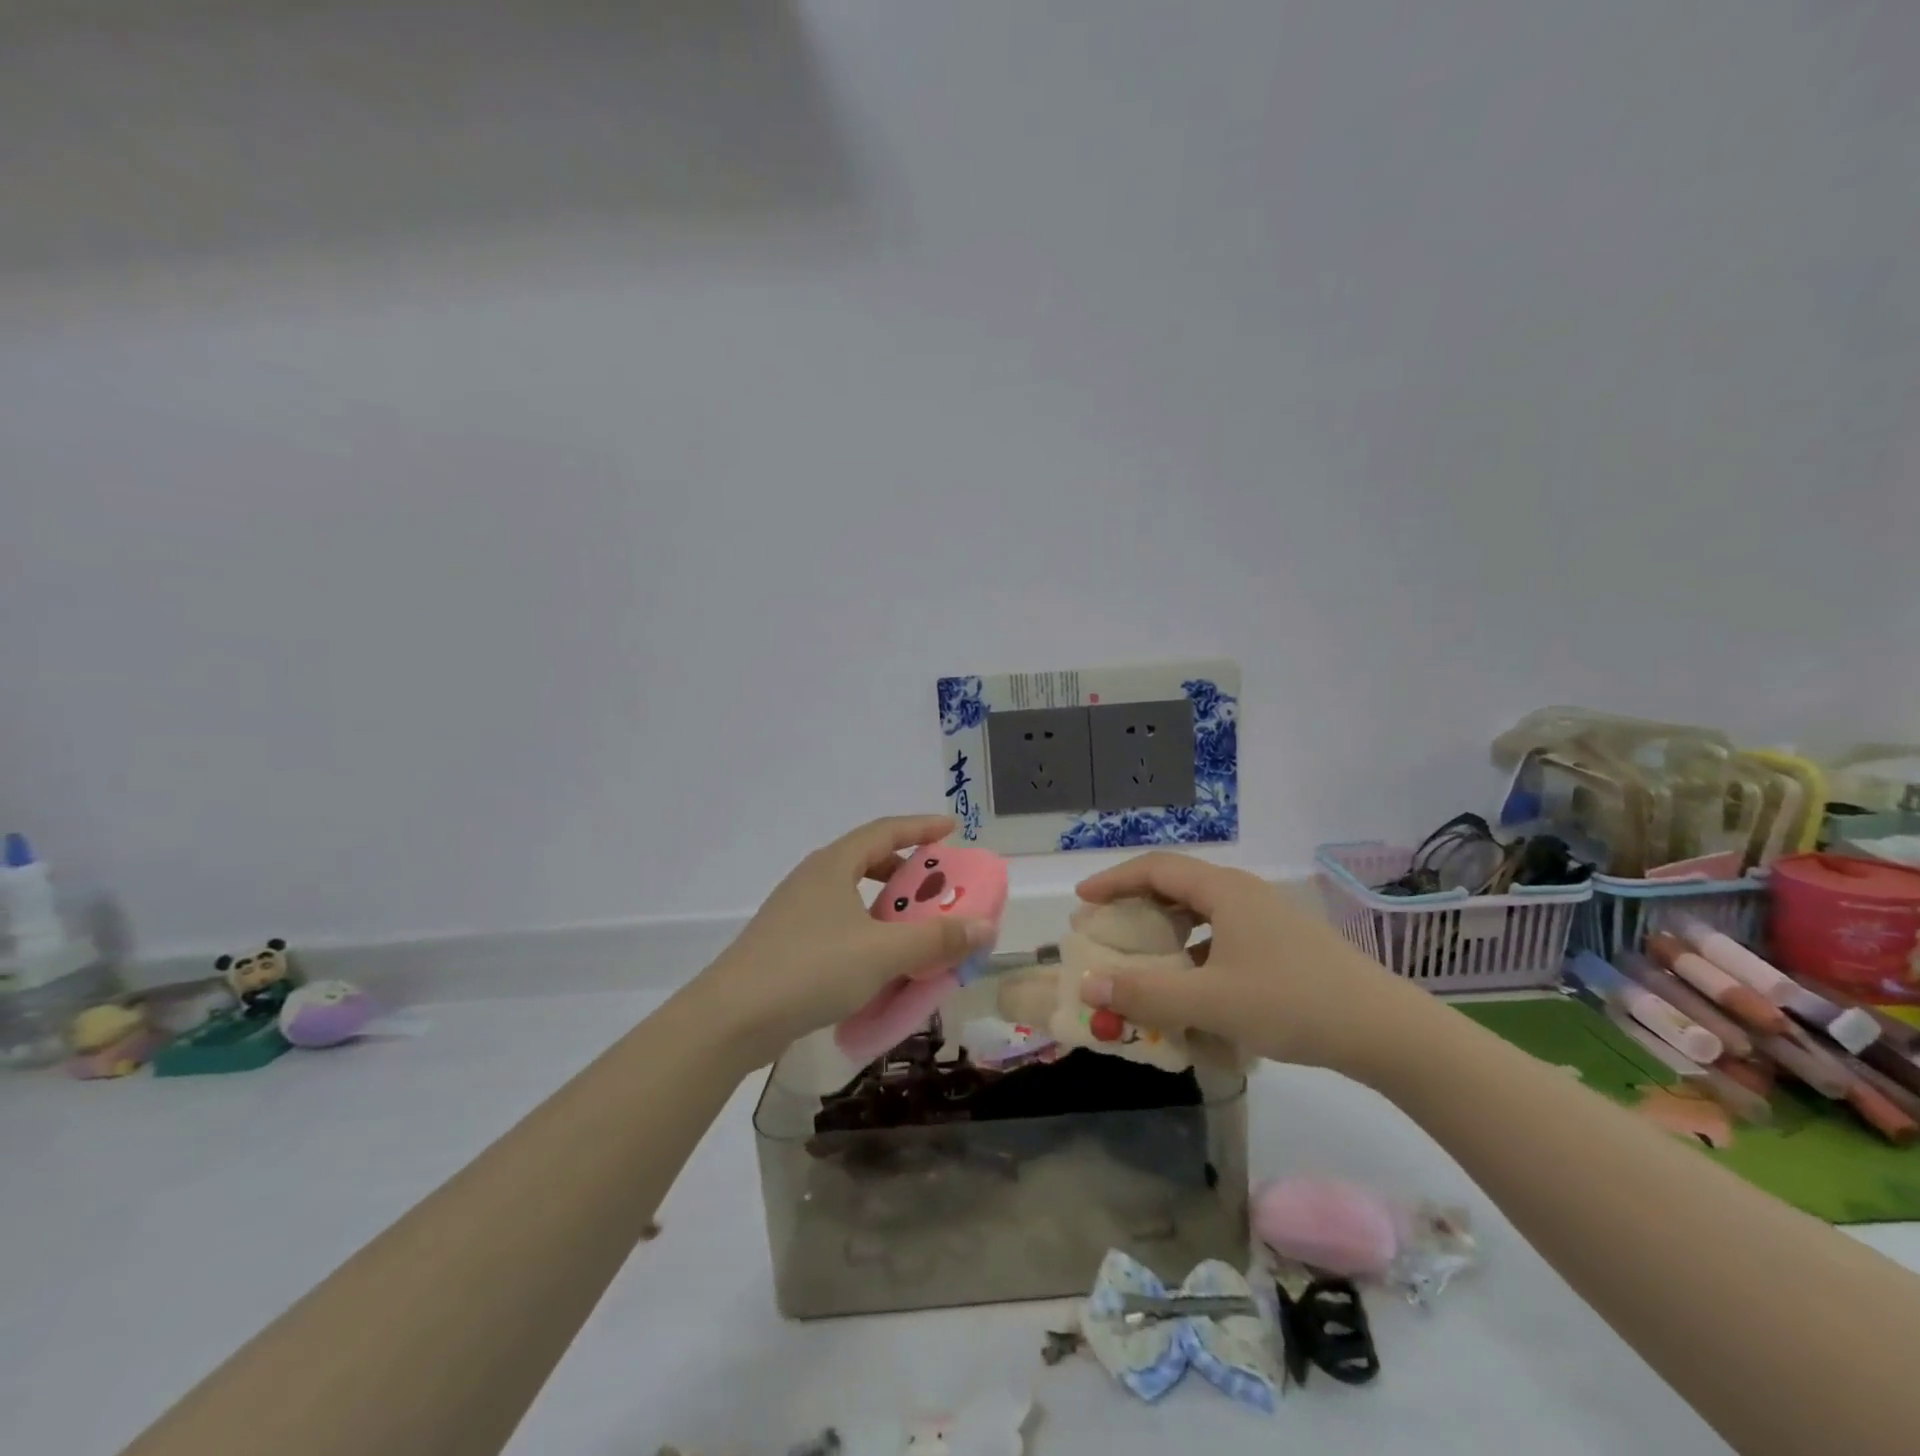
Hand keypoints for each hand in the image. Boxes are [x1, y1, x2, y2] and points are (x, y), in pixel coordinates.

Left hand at [690, 814, 996, 1066]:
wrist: (731, 1018)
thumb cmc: (811, 969)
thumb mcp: (883, 953)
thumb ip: (936, 939)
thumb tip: (984, 926)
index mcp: (834, 866)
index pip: (885, 830)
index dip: (921, 827)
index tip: (951, 828)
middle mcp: (813, 879)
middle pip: (868, 861)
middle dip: (907, 872)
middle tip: (939, 888)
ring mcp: (796, 912)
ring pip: (853, 897)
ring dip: (888, 908)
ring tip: (915, 930)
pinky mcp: (787, 945)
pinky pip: (839, 926)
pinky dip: (867, 934)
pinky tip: (879, 965)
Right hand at [1073, 853, 1417, 1075]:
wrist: (1385, 1031)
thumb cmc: (1293, 1003)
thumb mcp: (1211, 1002)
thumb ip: (1146, 994)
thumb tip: (1087, 985)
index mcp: (1225, 891)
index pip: (1155, 868)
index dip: (1114, 880)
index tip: (1083, 902)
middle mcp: (1244, 894)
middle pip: (1177, 885)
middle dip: (1136, 905)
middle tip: (1107, 929)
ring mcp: (1267, 918)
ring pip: (1202, 912)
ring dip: (1167, 929)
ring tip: (1145, 956)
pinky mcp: (1283, 944)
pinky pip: (1223, 935)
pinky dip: (1195, 950)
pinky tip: (1194, 984)